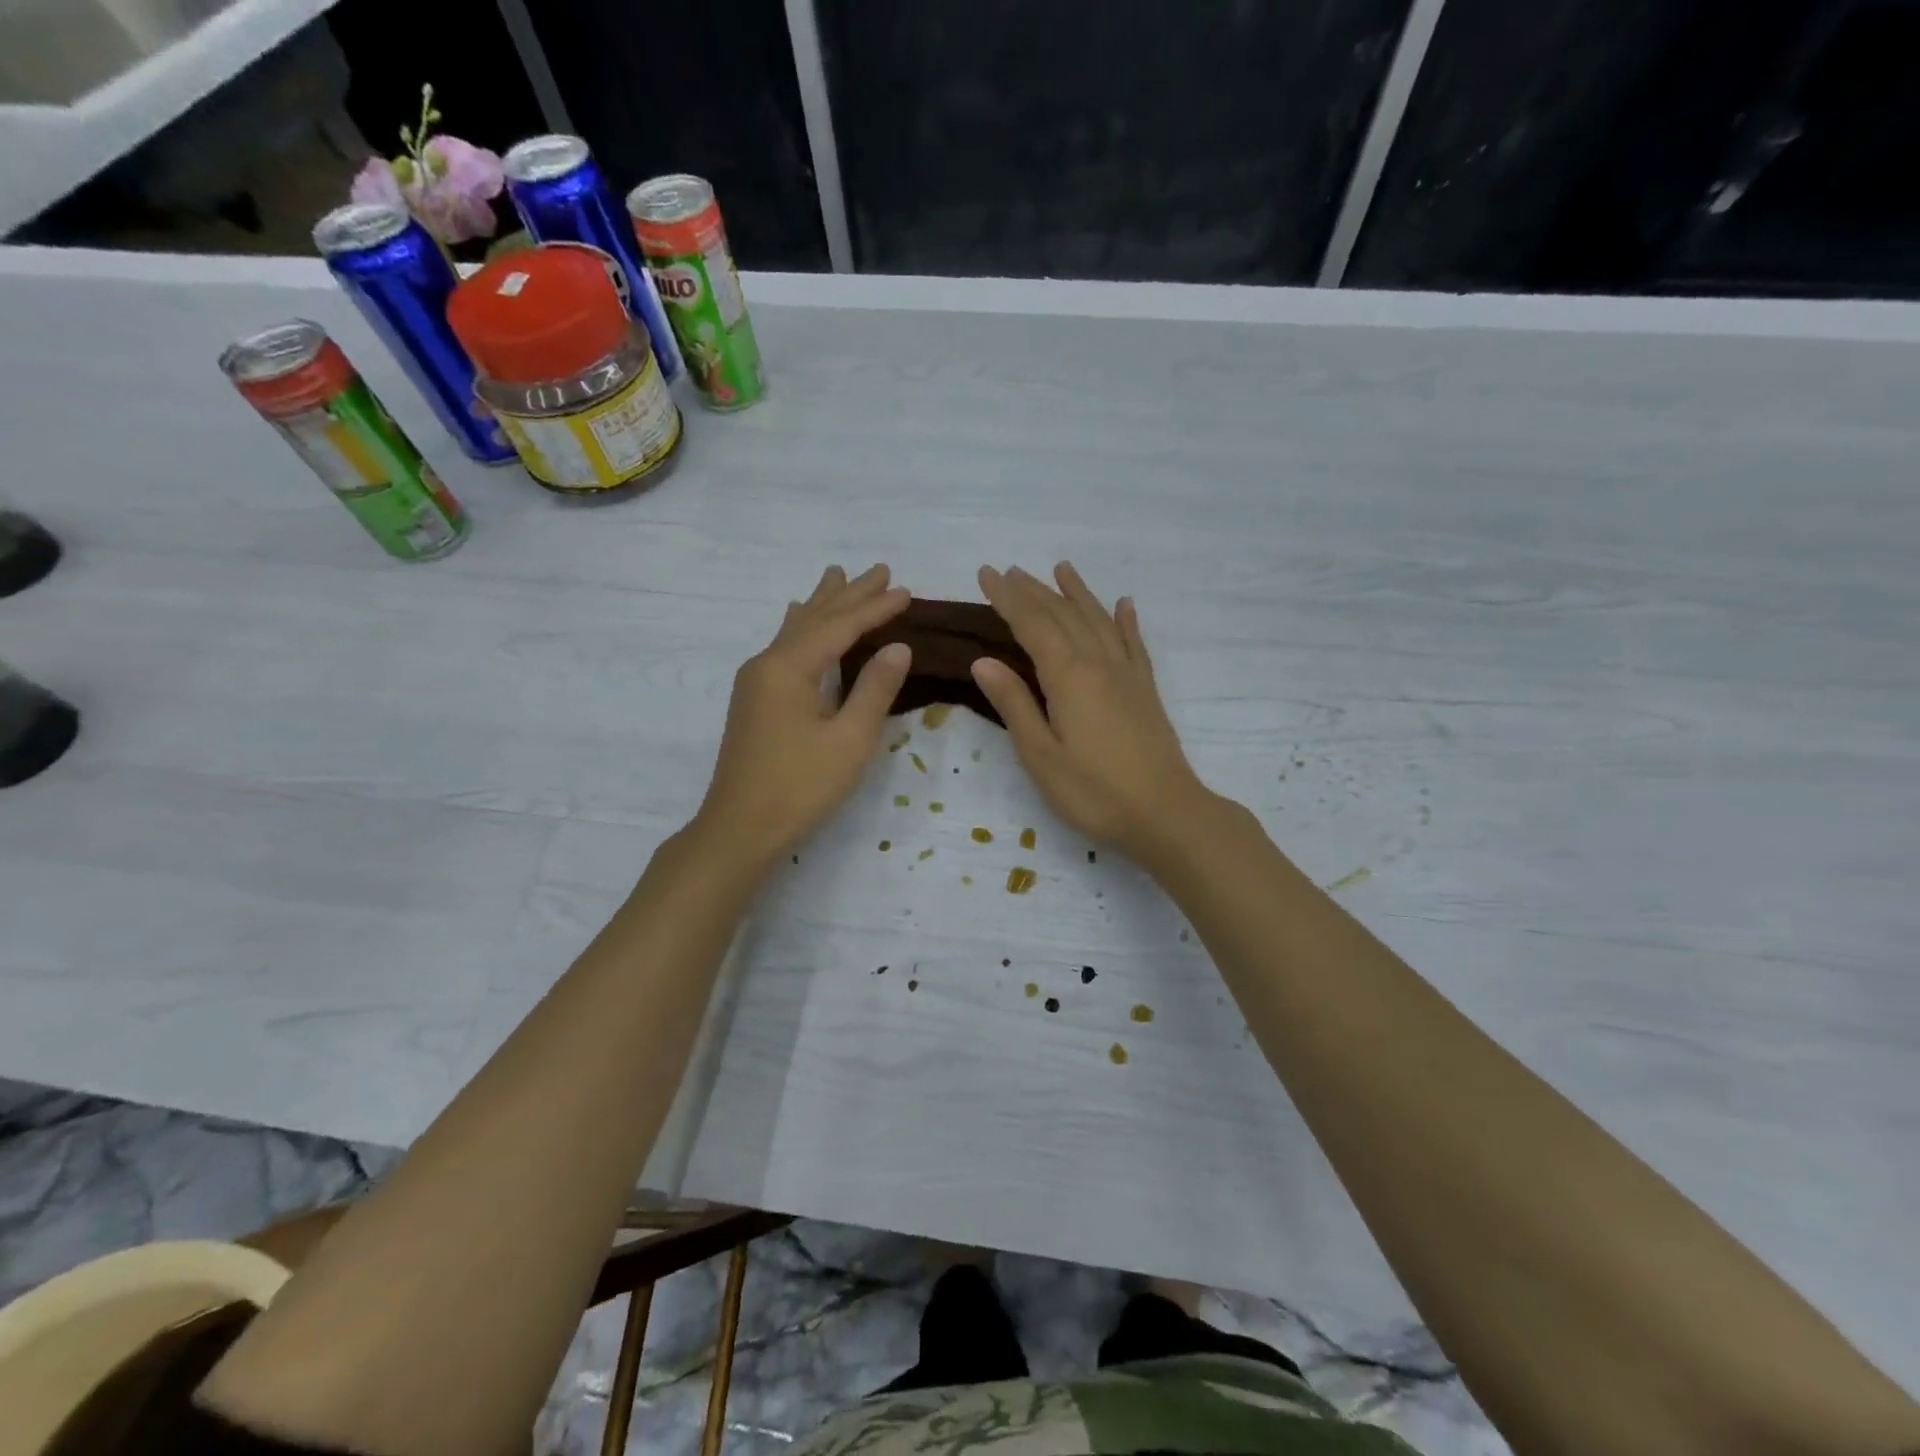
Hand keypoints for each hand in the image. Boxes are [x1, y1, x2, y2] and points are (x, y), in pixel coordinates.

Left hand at [694, 565, 912, 866]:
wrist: (740, 828)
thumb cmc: (800, 787)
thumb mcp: (850, 740)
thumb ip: (875, 689)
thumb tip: (897, 648)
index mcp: (789, 667)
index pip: (840, 626)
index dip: (875, 608)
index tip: (905, 590)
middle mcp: (767, 663)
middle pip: (814, 618)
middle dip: (848, 594)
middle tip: (879, 569)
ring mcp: (755, 681)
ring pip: (795, 629)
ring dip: (821, 604)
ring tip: (836, 576)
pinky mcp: (754, 700)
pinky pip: (784, 647)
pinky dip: (803, 627)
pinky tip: (798, 622)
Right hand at [971, 563, 1211, 865]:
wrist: (1166, 814)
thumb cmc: (1094, 793)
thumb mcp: (1041, 755)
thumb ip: (1015, 704)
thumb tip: (983, 661)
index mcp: (1068, 676)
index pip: (1031, 624)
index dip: (1007, 598)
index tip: (986, 574)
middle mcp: (1099, 663)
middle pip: (1063, 615)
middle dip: (1034, 591)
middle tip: (1010, 570)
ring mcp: (1128, 674)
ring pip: (1098, 621)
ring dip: (1077, 593)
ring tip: (1061, 569)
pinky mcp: (1146, 690)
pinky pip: (1134, 643)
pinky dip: (1125, 621)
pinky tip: (1124, 605)